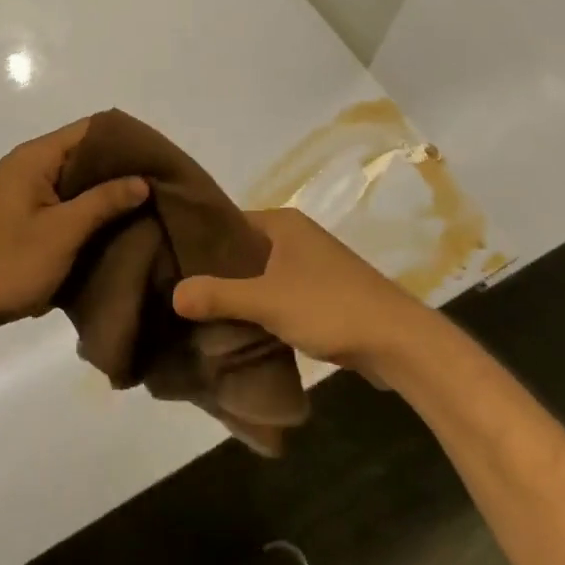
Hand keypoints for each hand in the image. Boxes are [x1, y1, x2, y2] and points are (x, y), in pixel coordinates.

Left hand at [0, 118, 147, 336]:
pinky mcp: (22, 217)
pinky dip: (88, 211)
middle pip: (85, 154)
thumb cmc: (6, 264)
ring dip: (107, 193)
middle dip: (122, 168)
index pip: (91, 130)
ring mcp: (23, 193)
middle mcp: (28, 166)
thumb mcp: (62, 232)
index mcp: (35, 158)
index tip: (161, 158)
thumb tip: (142, 179)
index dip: (128, 140)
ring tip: (148, 207)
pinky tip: (115, 228)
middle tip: (162, 186)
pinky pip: (64, 203)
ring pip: (76, 182)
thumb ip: (103, 202)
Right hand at [172, 208, 426, 372]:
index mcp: (282, 223)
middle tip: (175, 289)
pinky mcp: (320, 294)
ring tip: (197, 311)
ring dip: (236, 293)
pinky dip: (257, 307)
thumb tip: (173, 293)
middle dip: (213, 271)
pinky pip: (276, 294)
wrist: (398, 342)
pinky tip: (235, 327)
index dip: (197, 239)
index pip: (226, 222)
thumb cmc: (330, 307)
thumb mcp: (267, 300)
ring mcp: (310, 266)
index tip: (167, 259)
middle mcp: (295, 236)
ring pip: (259, 275)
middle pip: (241, 249)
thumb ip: (218, 296)